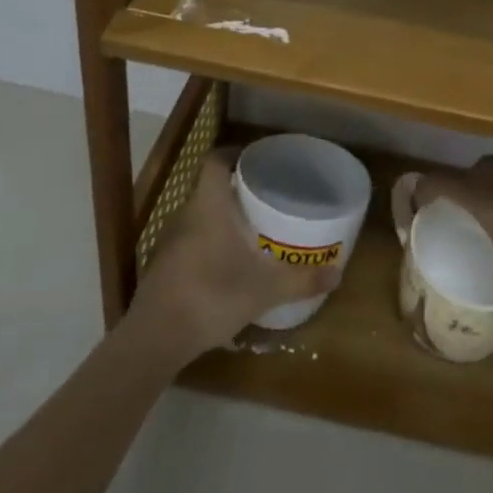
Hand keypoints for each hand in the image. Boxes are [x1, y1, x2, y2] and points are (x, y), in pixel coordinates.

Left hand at [129, 151, 337, 357]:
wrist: (155, 338)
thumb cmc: (211, 295)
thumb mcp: (264, 290)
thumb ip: (301, 280)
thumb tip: (338, 274)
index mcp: (209, 206)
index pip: (216, 161)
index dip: (234, 154)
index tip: (256, 159)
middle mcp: (186, 215)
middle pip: (210, 189)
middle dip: (236, 191)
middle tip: (265, 198)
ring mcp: (169, 241)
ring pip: (199, 217)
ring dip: (221, 219)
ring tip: (250, 231)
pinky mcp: (162, 267)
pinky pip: (190, 242)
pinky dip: (208, 245)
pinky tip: (226, 266)